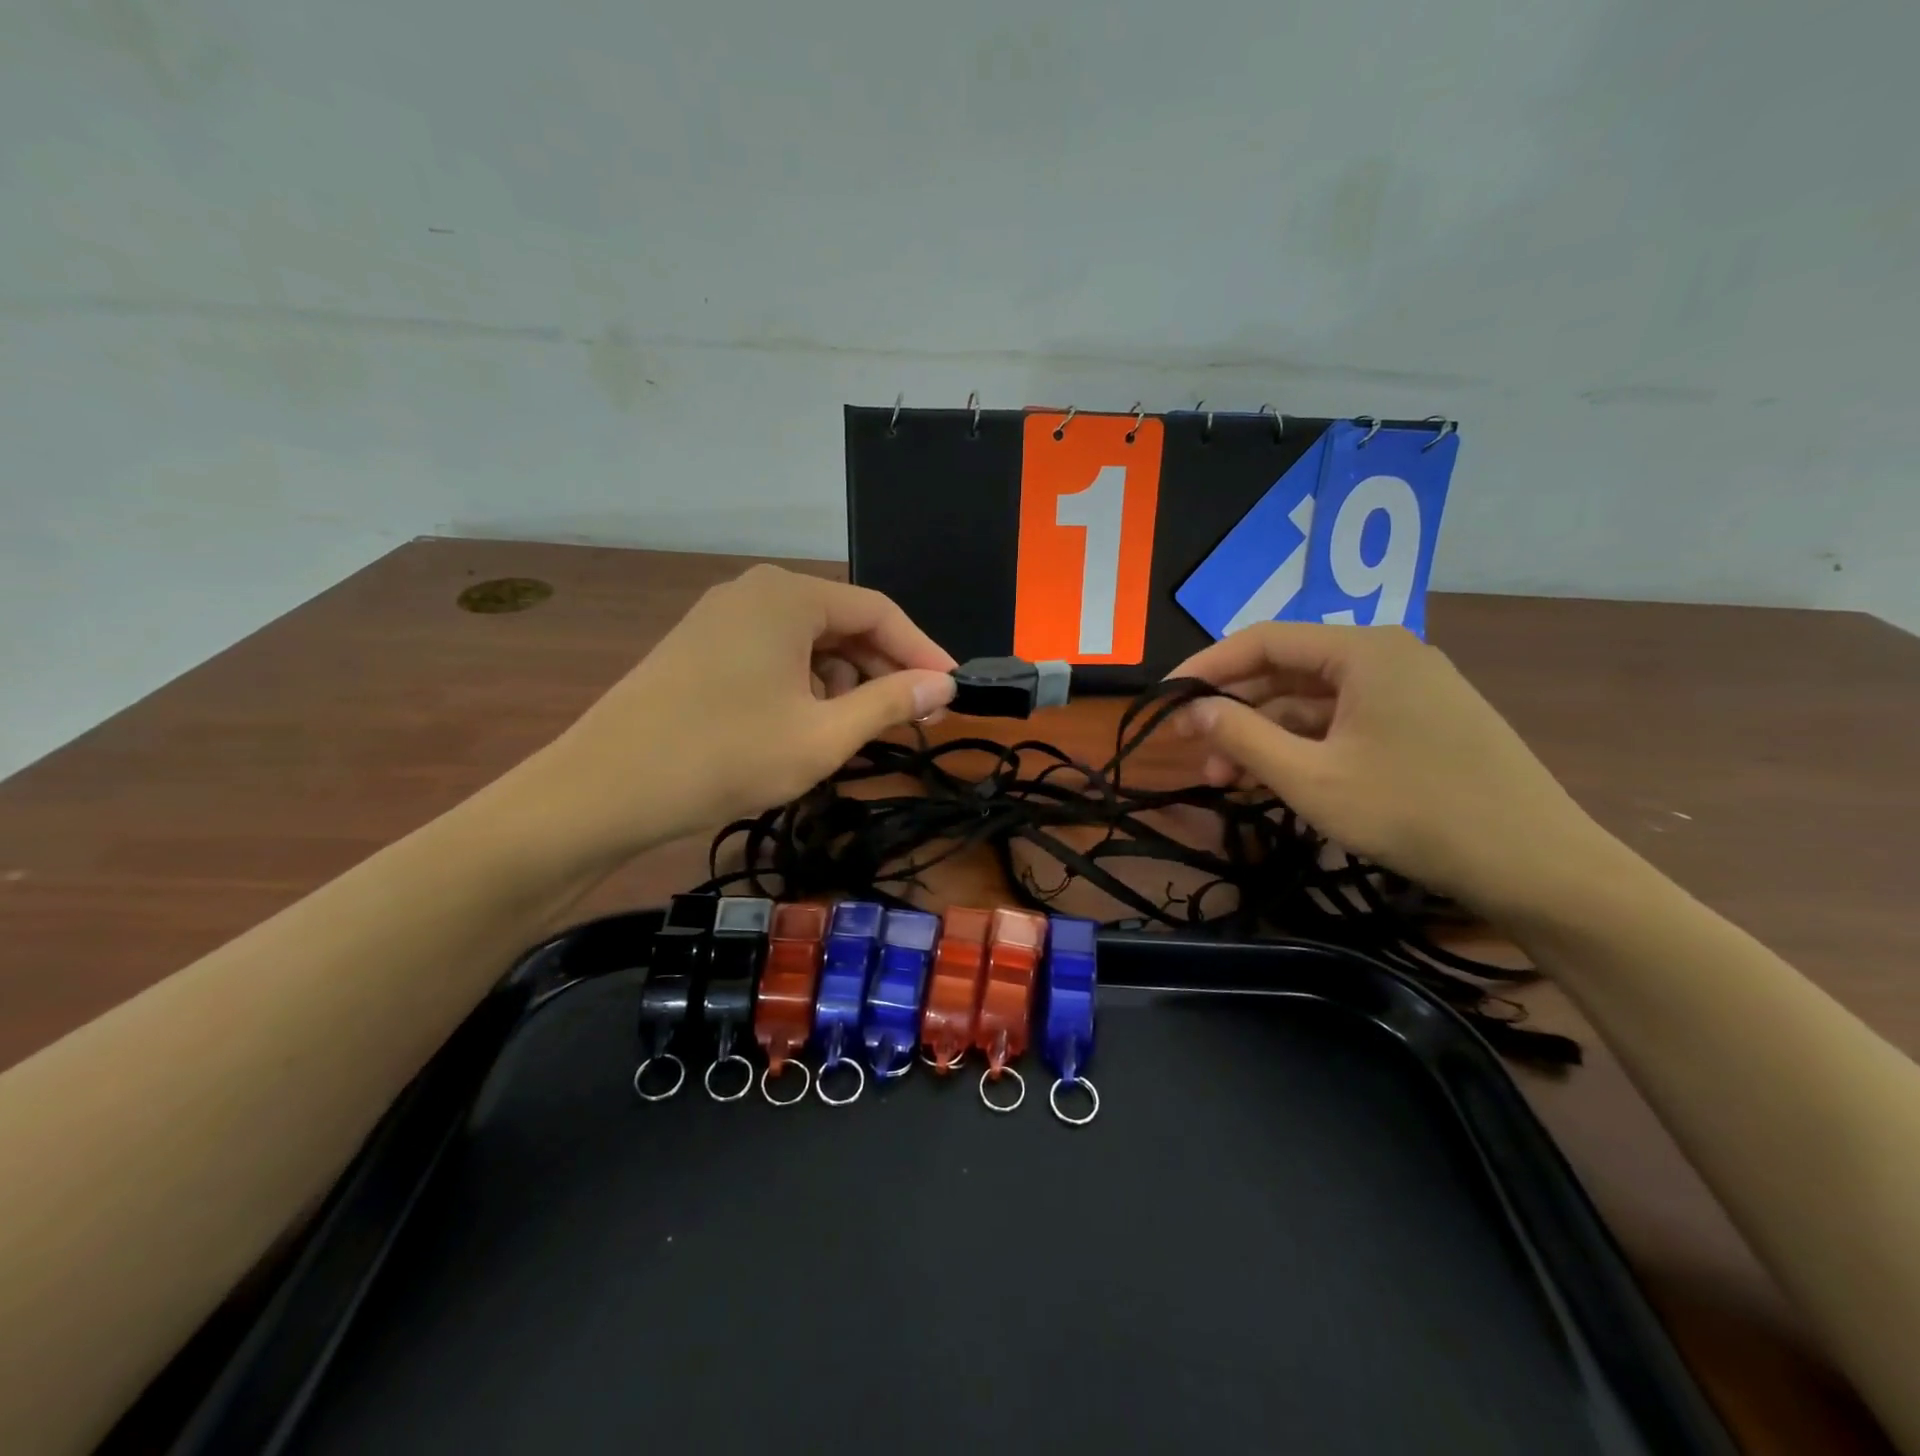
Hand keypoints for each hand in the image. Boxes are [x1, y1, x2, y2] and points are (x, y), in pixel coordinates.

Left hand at [540, 565, 956, 856]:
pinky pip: (772, 653)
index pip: (879, 611)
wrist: (603, 790)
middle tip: (912, 716)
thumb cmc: (725, 757)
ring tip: (853, 729)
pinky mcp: (699, 646)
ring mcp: (720, 617)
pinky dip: (803, 684)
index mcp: (789, 597)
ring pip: (807, 640)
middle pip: (842, 621)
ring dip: (842, 680)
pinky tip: (803, 724)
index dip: (922, 651)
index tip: (951, 691)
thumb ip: (891, 703)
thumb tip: (945, 685)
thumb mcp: (823, 736)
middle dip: (882, 668)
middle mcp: (755, 592)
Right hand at [1169, 622, 1610, 914]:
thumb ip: (1242, 735)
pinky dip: (1304, 745)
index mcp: (1363, 650)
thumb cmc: (1413, 812)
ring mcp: (1410, 688)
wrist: (1538, 866)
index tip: (1164, 701)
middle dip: (1236, 711)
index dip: (1205, 668)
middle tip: (1199, 755)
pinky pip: (1345, 721)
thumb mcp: (1310, 778)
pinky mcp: (1423, 721)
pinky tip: (1278, 779)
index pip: (1262, 640)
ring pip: (1314, 700)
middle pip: (1288, 669)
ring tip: (1232, 779)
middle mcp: (1387, 654)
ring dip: (1267, 734)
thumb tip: (1192, 709)